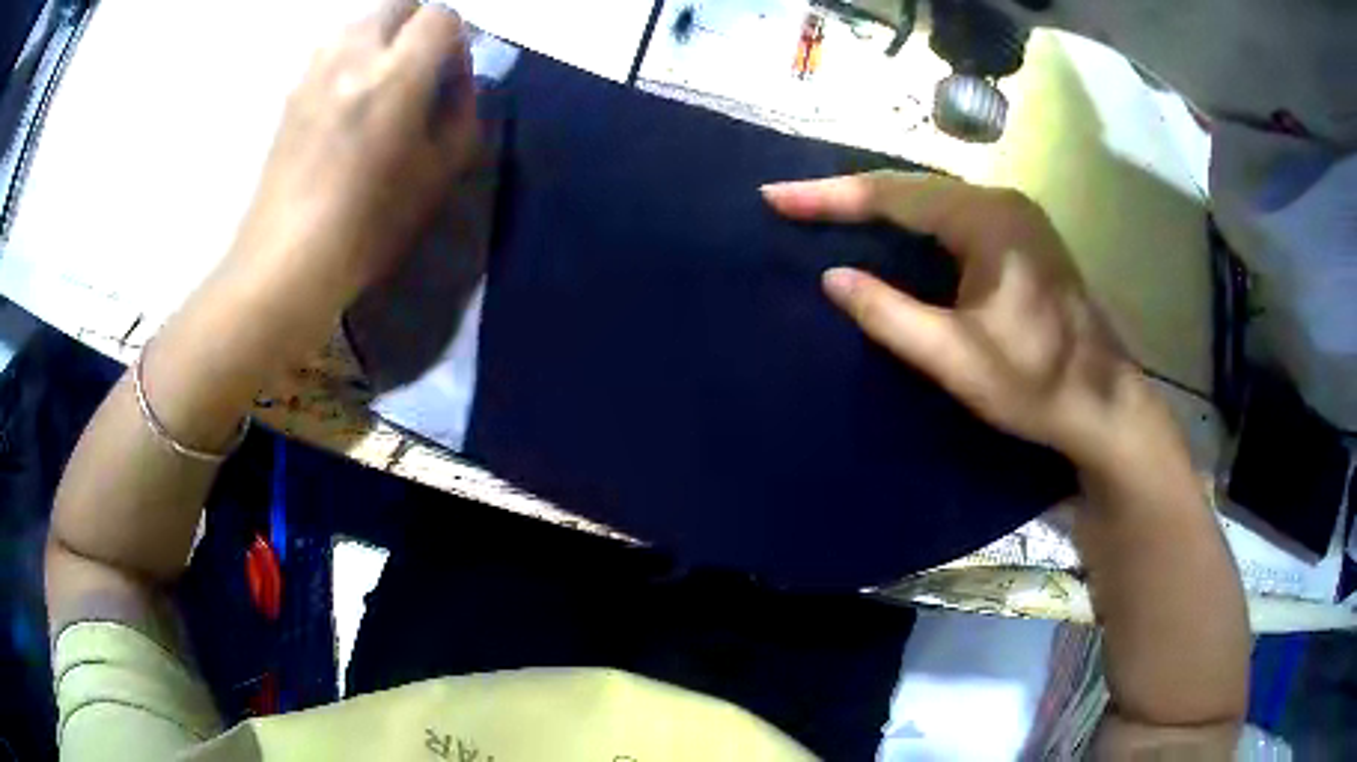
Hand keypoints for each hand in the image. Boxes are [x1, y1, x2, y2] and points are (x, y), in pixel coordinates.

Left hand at [221, 0, 476, 316]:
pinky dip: (349, 56)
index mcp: (394, 76)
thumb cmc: (367, 226)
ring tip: (381, 81)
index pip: (440, 16)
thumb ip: (463, 115)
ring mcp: (314, 71)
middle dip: (418, 24)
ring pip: (359, 22)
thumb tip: (462, 84)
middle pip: (397, 4)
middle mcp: (351, 57)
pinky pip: (330, 49)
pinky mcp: (291, 92)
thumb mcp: (437, 176)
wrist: (286, 260)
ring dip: (382, 37)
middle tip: (421, 67)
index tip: (452, 75)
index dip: (457, 38)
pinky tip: (346, 98)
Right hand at [762, 172, 1157, 471]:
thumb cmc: (1036, 384)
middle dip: (850, 195)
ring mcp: (1016, 218)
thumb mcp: (956, 357)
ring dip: (881, 207)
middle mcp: (1001, 203)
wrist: (1104, 405)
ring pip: (933, 201)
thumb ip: (890, 314)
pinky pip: (953, 218)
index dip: (829, 196)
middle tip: (794, 204)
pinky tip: (891, 235)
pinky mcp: (1023, 240)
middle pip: (912, 188)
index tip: (774, 198)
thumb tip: (832, 277)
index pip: (892, 195)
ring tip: (828, 214)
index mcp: (987, 220)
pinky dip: (913, 224)